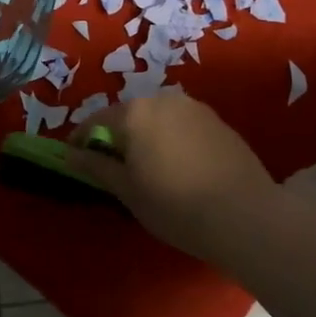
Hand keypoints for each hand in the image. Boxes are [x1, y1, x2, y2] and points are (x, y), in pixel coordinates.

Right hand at [65, 93, 273, 258]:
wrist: (246, 216)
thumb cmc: (175, 205)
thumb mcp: (127, 190)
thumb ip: (96, 166)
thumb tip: (70, 154)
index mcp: (134, 113)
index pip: (95, 120)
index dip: (81, 140)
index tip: (76, 160)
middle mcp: (163, 100)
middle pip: (128, 115)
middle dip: (117, 136)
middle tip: (116, 169)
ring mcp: (195, 108)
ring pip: (158, 118)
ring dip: (147, 137)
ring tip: (150, 169)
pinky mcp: (220, 122)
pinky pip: (183, 126)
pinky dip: (173, 140)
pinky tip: (181, 169)